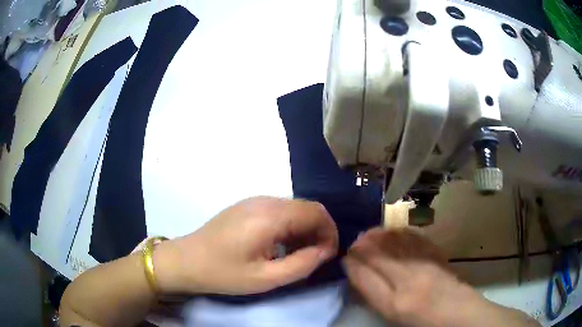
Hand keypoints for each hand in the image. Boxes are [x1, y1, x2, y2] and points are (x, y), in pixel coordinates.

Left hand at [154, 197, 338, 294]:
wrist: (187, 260)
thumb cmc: (224, 273)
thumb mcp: (265, 278)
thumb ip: (301, 264)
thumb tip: (326, 251)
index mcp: (270, 216)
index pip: (317, 212)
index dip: (330, 232)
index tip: (327, 255)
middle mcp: (265, 201)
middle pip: (307, 207)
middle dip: (318, 231)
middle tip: (314, 257)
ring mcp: (253, 200)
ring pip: (293, 208)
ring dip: (304, 229)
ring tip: (297, 254)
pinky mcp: (246, 205)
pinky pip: (278, 210)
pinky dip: (289, 226)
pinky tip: (279, 245)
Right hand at [343, 228, 538, 326]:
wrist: (458, 313)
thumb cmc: (422, 322)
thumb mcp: (393, 317)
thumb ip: (375, 296)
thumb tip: (359, 276)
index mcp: (394, 303)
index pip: (363, 276)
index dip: (351, 263)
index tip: (345, 257)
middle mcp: (408, 280)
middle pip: (377, 254)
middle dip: (361, 245)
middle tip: (354, 241)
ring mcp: (425, 264)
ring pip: (395, 241)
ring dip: (379, 235)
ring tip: (370, 233)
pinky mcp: (437, 255)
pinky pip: (414, 237)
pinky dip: (400, 232)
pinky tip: (394, 231)